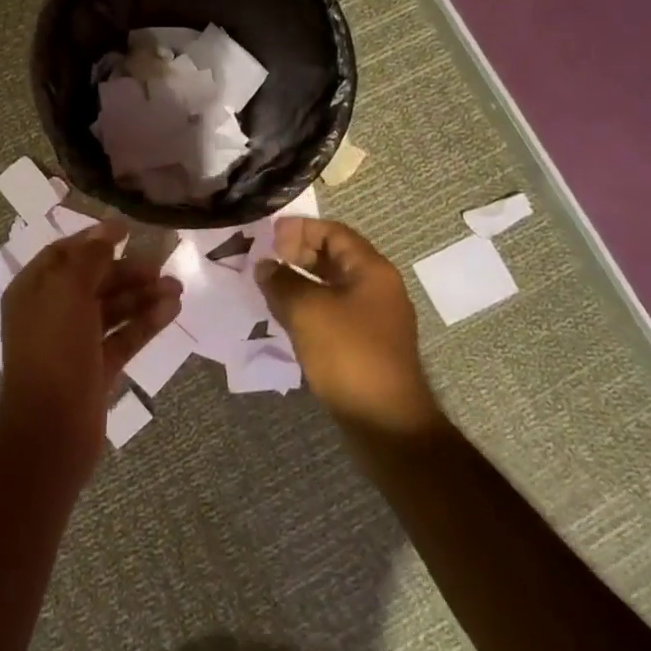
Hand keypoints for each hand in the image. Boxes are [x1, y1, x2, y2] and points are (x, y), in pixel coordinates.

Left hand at [0, 220, 181, 479]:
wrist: (51, 429)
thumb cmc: (54, 349)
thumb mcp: (68, 291)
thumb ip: (89, 258)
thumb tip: (106, 231)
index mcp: (33, 290)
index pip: (64, 253)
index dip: (94, 239)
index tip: (128, 229)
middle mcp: (51, 312)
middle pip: (92, 281)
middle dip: (126, 271)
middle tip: (160, 265)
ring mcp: (74, 343)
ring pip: (111, 309)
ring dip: (142, 295)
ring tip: (177, 287)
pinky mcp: (96, 368)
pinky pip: (123, 336)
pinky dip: (145, 322)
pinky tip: (172, 310)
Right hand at [255, 218, 444, 439]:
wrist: (385, 422)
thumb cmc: (348, 354)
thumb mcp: (307, 311)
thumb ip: (281, 281)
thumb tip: (265, 266)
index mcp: (371, 270)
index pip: (334, 232)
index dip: (300, 229)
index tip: (268, 236)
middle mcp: (377, 288)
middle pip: (334, 257)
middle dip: (298, 254)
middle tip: (265, 260)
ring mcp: (373, 318)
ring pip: (331, 286)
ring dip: (300, 282)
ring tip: (268, 286)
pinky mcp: (365, 344)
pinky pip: (333, 312)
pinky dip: (309, 307)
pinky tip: (285, 316)